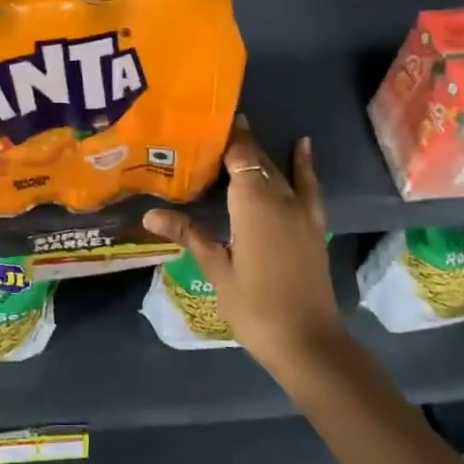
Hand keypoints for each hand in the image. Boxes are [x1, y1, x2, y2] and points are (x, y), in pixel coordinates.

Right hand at [142, 118, 340, 381]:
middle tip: (211, 127)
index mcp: (253, 205)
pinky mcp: (313, 226)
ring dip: (261, 152)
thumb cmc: (255, 307)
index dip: (225, 137)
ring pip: (278, 171)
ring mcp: (301, 212)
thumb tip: (150, 214)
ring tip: (242, 130)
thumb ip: (189, 235)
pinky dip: (304, 165)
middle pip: (258, 160)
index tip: (204, 121)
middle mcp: (280, 199)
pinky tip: (302, 145)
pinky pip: (309, 187)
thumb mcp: (216, 270)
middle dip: (238, 142)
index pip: (239, 157)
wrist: (308, 342)